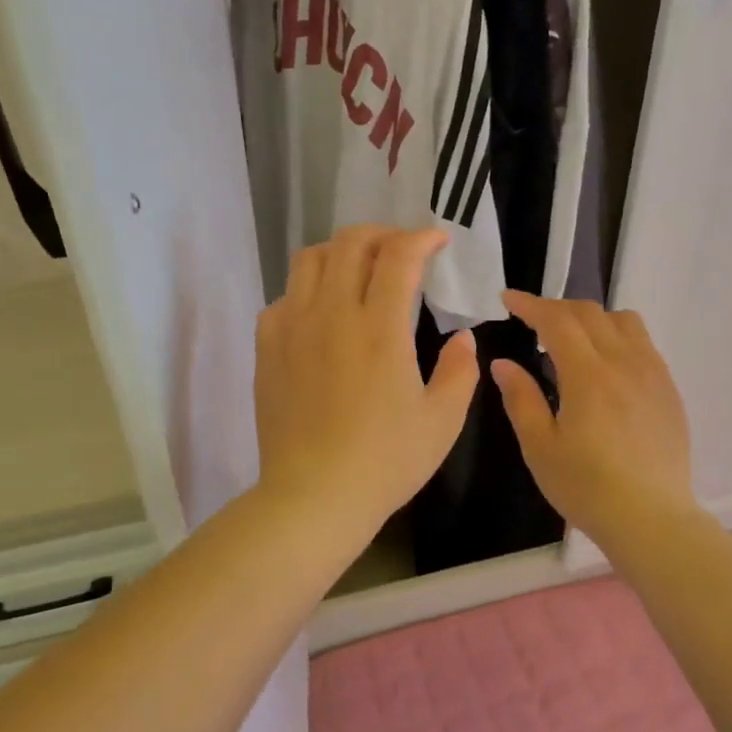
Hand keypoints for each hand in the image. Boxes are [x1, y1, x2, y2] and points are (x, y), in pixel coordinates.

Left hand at [254, 226, 479, 543]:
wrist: (313, 496)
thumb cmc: (385, 462)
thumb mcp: (442, 422)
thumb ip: (460, 372)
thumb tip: (463, 338)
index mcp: (379, 329)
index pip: (398, 256)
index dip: (421, 238)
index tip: (438, 242)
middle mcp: (331, 315)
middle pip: (349, 243)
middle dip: (381, 234)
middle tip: (401, 250)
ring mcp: (292, 329)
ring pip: (309, 260)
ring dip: (340, 253)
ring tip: (359, 270)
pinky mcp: (267, 349)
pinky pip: (283, 298)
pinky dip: (308, 291)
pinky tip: (322, 315)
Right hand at [491, 291, 695, 546]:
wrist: (650, 518)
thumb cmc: (586, 487)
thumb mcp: (539, 447)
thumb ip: (520, 399)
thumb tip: (503, 363)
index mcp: (588, 375)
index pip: (557, 320)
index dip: (530, 305)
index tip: (508, 299)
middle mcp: (624, 363)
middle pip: (590, 313)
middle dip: (556, 308)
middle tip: (532, 320)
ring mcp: (652, 374)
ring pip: (623, 321)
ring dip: (591, 318)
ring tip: (571, 340)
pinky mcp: (668, 390)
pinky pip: (643, 344)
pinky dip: (617, 337)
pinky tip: (604, 366)